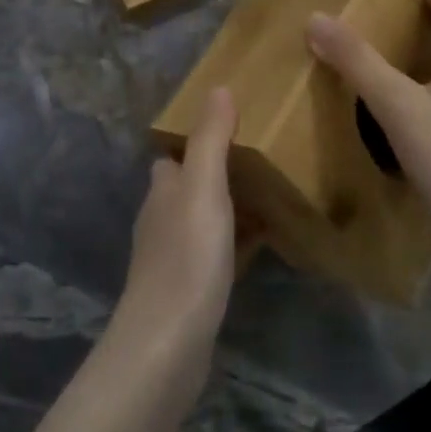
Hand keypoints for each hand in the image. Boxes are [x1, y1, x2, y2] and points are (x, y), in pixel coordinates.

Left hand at [112, 87, 240, 396]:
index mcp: (162, 190)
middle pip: (188, 187)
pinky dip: (237, 243)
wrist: (168, 344)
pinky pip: (216, 255)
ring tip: (269, 194)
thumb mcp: (203, 187)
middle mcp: (161, 219)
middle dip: (216, 173)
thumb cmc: (186, 257)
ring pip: (203, 220)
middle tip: (260, 158)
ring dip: (228, 207)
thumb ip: (210, 139)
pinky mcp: (188, 291)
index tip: (230, 126)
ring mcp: (173, 258)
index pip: (172, 156)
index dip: (194, 140)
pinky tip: (264, 244)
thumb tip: (217, 87)